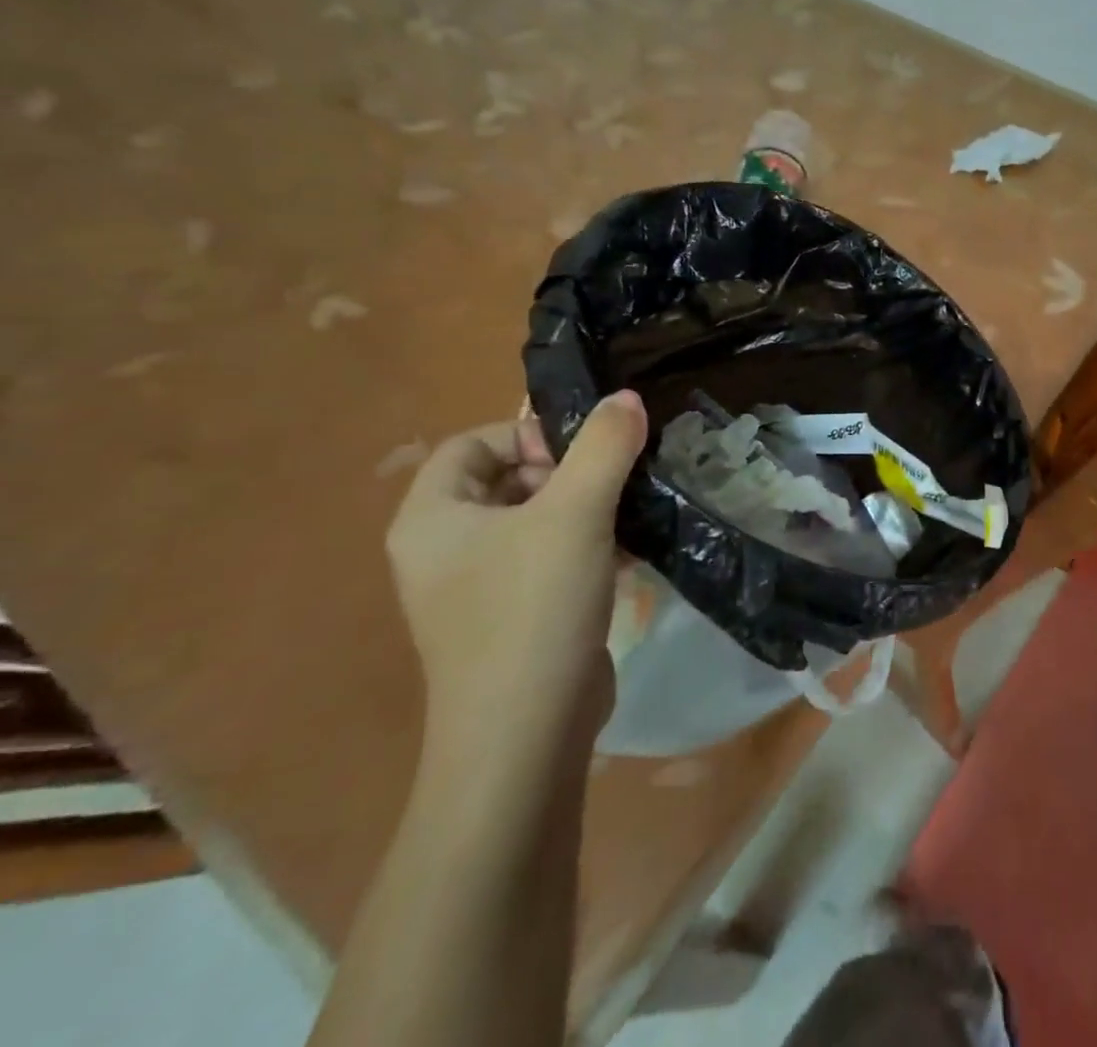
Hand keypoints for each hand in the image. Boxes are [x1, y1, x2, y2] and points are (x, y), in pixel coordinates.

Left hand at [385, 392, 647, 769]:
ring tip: (630, 512)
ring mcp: (478, 588)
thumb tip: (627, 398)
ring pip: (536, 520)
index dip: (527, 434)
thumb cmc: (533, 607)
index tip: (581, 453)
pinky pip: (549, 560)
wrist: (526, 733)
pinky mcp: (515, 617)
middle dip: (567, 472)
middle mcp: (444, 549)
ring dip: (586, 508)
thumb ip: (604, 446)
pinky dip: (587, 547)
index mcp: (433, 518)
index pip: (472, 443)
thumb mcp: (575, 512)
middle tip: (611, 483)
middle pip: (508, 479)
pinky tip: (628, 554)